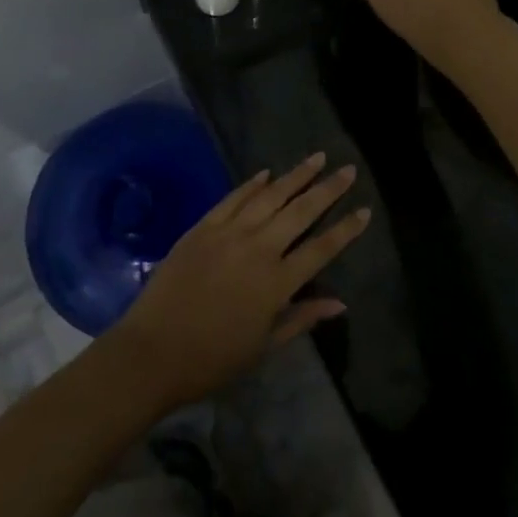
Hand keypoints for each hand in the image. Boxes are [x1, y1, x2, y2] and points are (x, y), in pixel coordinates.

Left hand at [109, 155, 368, 409]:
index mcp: (277, 283)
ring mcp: (228, 233)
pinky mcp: (203, 227)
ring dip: (295, 175)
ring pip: (269, 196)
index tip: (364, 209)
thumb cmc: (213, 358)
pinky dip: (251, 184)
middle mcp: (258, 249)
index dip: (346, 229)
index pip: (322, 248)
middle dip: (327, 189)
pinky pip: (233, 199)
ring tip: (316, 158)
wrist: (153, 351)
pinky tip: (267, 172)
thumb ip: (302, 317)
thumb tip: (340, 303)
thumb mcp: (264, 346)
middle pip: (300, 212)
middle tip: (348, 169)